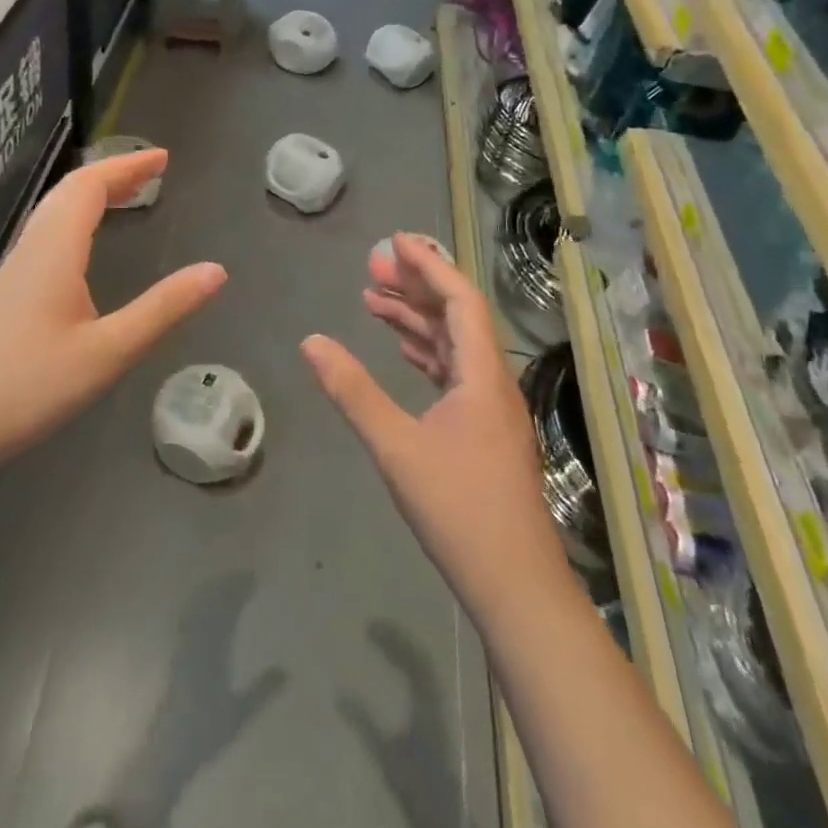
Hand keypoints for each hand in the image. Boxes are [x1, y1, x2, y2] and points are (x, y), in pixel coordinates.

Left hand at [0, 149, 225, 468]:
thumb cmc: (30, 386)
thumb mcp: (108, 351)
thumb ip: (163, 310)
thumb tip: (216, 271)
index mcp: (56, 250)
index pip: (91, 186)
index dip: (127, 166)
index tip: (164, 158)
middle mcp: (32, 248)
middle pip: (71, 191)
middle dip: (113, 173)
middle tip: (152, 172)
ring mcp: (14, 269)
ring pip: (54, 210)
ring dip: (92, 193)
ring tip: (126, 195)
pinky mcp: (7, 291)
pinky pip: (46, 232)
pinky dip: (76, 216)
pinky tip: (84, 244)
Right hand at [302, 234, 557, 613]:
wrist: (516, 587)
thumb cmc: (459, 510)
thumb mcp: (396, 446)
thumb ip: (352, 391)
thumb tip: (311, 341)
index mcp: (482, 374)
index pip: (459, 300)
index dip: (429, 265)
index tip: (396, 240)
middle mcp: (492, 382)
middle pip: (456, 316)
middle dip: (415, 286)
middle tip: (372, 266)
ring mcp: (491, 408)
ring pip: (454, 345)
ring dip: (417, 319)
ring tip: (374, 300)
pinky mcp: (484, 432)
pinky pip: (454, 372)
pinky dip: (426, 353)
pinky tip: (402, 351)